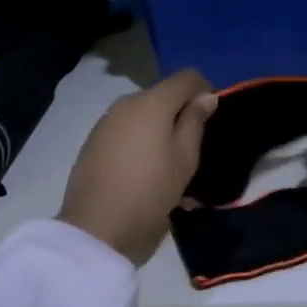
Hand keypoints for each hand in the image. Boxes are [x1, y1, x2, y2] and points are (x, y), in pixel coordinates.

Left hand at [60, 69, 217, 264]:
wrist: (97, 229)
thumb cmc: (151, 191)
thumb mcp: (185, 158)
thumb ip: (195, 121)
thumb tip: (205, 95)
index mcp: (151, 102)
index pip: (186, 77)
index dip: (205, 90)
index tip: (213, 118)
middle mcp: (126, 104)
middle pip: (162, 96)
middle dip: (180, 114)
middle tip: (194, 148)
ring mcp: (105, 123)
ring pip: (143, 116)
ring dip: (160, 131)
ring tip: (171, 167)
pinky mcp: (93, 144)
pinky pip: (126, 133)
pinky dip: (141, 144)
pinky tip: (147, 173)